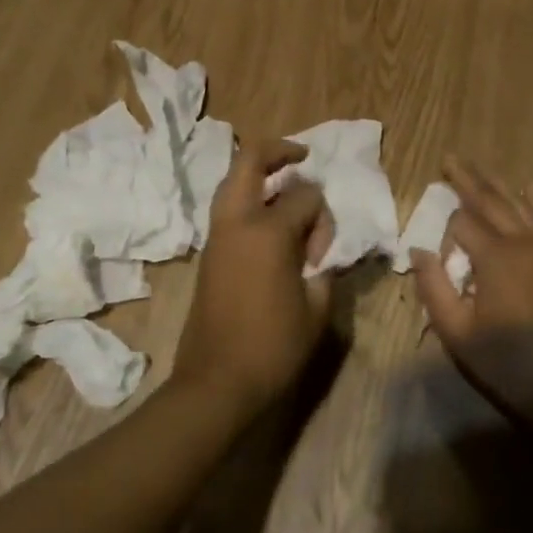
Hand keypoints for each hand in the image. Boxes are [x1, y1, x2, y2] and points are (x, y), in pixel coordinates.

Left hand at [174, 137, 336, 418]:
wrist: (217, 382)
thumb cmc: (273, 347)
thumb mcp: (316, 309)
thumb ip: (324, 269)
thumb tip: (319, 253)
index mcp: (267, 232)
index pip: (305, 196)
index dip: (323, 217)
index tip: (322, 253)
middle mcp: (237, 222)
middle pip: (249, 160)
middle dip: (277, 150)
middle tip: (302, 157)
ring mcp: (217, 236)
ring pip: (232, 182)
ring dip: (259, 174)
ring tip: (286, 184)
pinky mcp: (208, 254)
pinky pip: (227, 209)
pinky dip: (248, 199)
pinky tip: (269, 221)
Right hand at [410, 158, 532, 424]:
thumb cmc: (505, 361)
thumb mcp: (456, 331)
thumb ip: (433, 286)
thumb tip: (418, 250)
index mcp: (496, 257)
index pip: (462, 223)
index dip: (445, 233)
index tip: (439, 260)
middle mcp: (522, 243)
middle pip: (491, 200)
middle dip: (468, 179)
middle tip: (449, 158)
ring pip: (517, 205)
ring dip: (496, 184)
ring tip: (477, 167)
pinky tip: (529, 187)